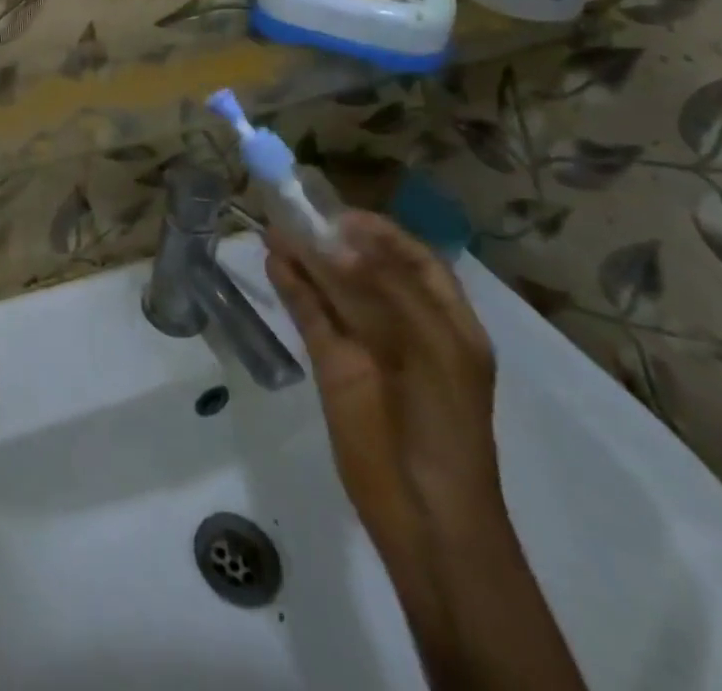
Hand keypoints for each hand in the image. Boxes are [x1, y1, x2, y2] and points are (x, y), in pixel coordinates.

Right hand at [266, 213, 501, 539]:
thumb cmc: (445, 424)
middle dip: (335, 240)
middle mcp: (406, 326)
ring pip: (333, 289)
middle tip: (296, 212)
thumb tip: (335, 245)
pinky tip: (274, 262)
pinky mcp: (331, 363)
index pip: (417, 262)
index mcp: (447, 323)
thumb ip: (386, 291)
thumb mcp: (433, 350)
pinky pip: (310, 315)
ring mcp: (366, 345)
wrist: (426, 510)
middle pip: (367, 270)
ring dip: (306, 258)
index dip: (383, 234)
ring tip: (274, 228)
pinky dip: (292, 287)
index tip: (344, 215)